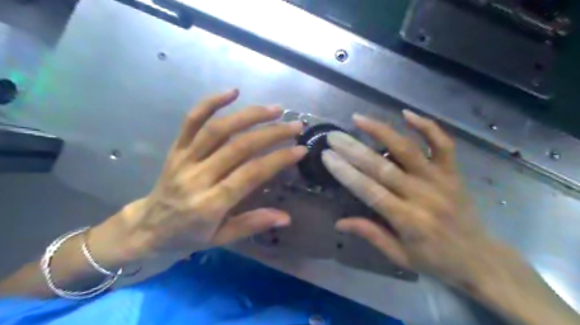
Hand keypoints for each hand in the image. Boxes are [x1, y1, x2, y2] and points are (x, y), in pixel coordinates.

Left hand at [89, 90, 304, 266]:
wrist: (146, 228)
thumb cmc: (187, 236)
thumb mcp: (221, 238)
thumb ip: (252, 224)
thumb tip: (286, 217)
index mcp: (210, 204)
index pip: (250, 174)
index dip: (278, 159)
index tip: (300, 149)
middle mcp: (197, 177)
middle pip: (239, 147)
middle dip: (272, 133)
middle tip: (295, 125)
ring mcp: (185, 159)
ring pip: (218, 129)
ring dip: (249, 115)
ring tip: (275, 109)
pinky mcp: (176, 148)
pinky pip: (191, 121)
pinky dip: (210, 103)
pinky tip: (232, 92)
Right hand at [322, 112, 579, 324]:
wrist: (481, 259)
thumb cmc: (436, 261)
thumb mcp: (400, 257)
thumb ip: (371, 235)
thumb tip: (339, 223)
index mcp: (408, 220)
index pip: (370, 191)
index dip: (346, 173)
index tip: (327, 156)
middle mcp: (423, 195)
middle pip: (383, 167)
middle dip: (354, 150)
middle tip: (334, 136)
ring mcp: (440, 180)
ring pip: (408, 149)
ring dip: (382, 131)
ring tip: (359, 118)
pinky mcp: (453, 172)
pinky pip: (442, 144)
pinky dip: (427, 126)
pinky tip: (406, 113)